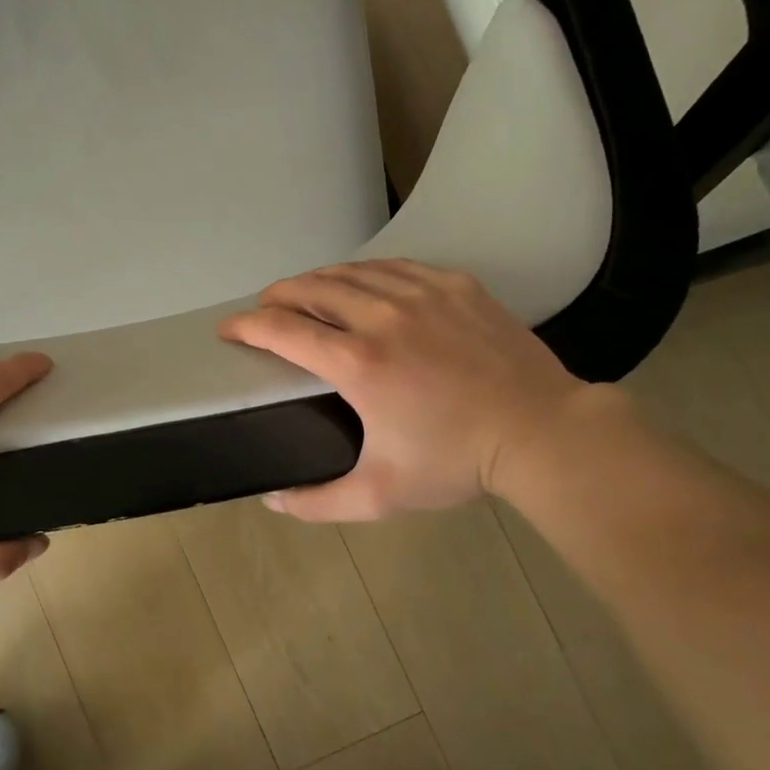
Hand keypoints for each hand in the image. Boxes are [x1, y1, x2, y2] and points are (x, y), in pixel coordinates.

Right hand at [219, 259, 601, 519]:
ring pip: (352, 271)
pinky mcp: (455, 285)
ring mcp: (423, 294)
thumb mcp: (381, 496)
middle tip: (264, 309)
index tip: (228, 329)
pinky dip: (365, 271)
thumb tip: (272, 500)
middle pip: (312, 287)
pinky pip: (395, 266)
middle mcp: (382, 317)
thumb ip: (318, 502)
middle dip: (277, 295)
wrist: (541, 433)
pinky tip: (362, 283)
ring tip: (304, 293)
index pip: (283, 329)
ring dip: (317, 279)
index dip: (246, 325)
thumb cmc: (456, 463)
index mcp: (357, 363)